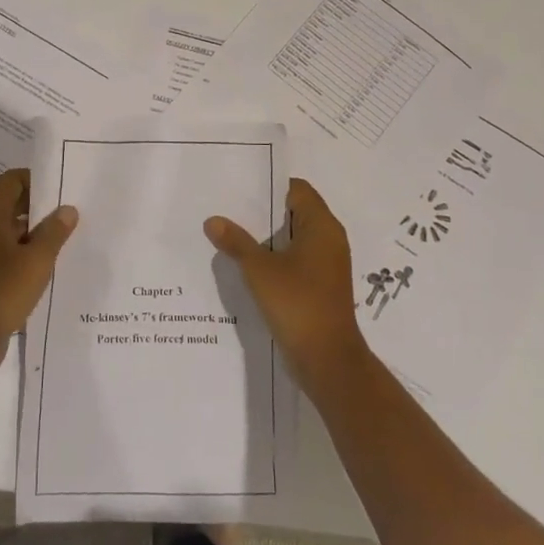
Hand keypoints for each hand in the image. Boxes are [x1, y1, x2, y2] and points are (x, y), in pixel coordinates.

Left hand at [0, 169, 77, 383]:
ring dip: (33, 234)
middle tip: (72, 215)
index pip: (13, 180)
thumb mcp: (36, 260)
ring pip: (7, 230)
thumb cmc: (0, 292)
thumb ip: (54, 231)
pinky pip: (2, 252)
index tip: (65, 191)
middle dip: (40, 208)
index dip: (39, 181)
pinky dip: (22, 254)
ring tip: (66, 241)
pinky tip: (46, 267)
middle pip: (10, 203)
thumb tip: (67, 209)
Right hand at [205, 178, 366, 390]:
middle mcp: (330, 239)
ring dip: (268, 236)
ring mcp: (327, 264)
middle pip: (296, 212)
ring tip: (232, 233)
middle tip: (229, 208)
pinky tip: (249, 264)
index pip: (297, 190)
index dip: (270, 186)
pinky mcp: (321, 285)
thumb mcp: (259, 269)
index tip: (240, 187)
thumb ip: (236, 242)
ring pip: (295, 238)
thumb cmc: (297, 303)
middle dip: (264, 211)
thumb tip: (213, 220)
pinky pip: (297, 260)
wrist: (327, 359)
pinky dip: (276, 257)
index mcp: (322, 226)